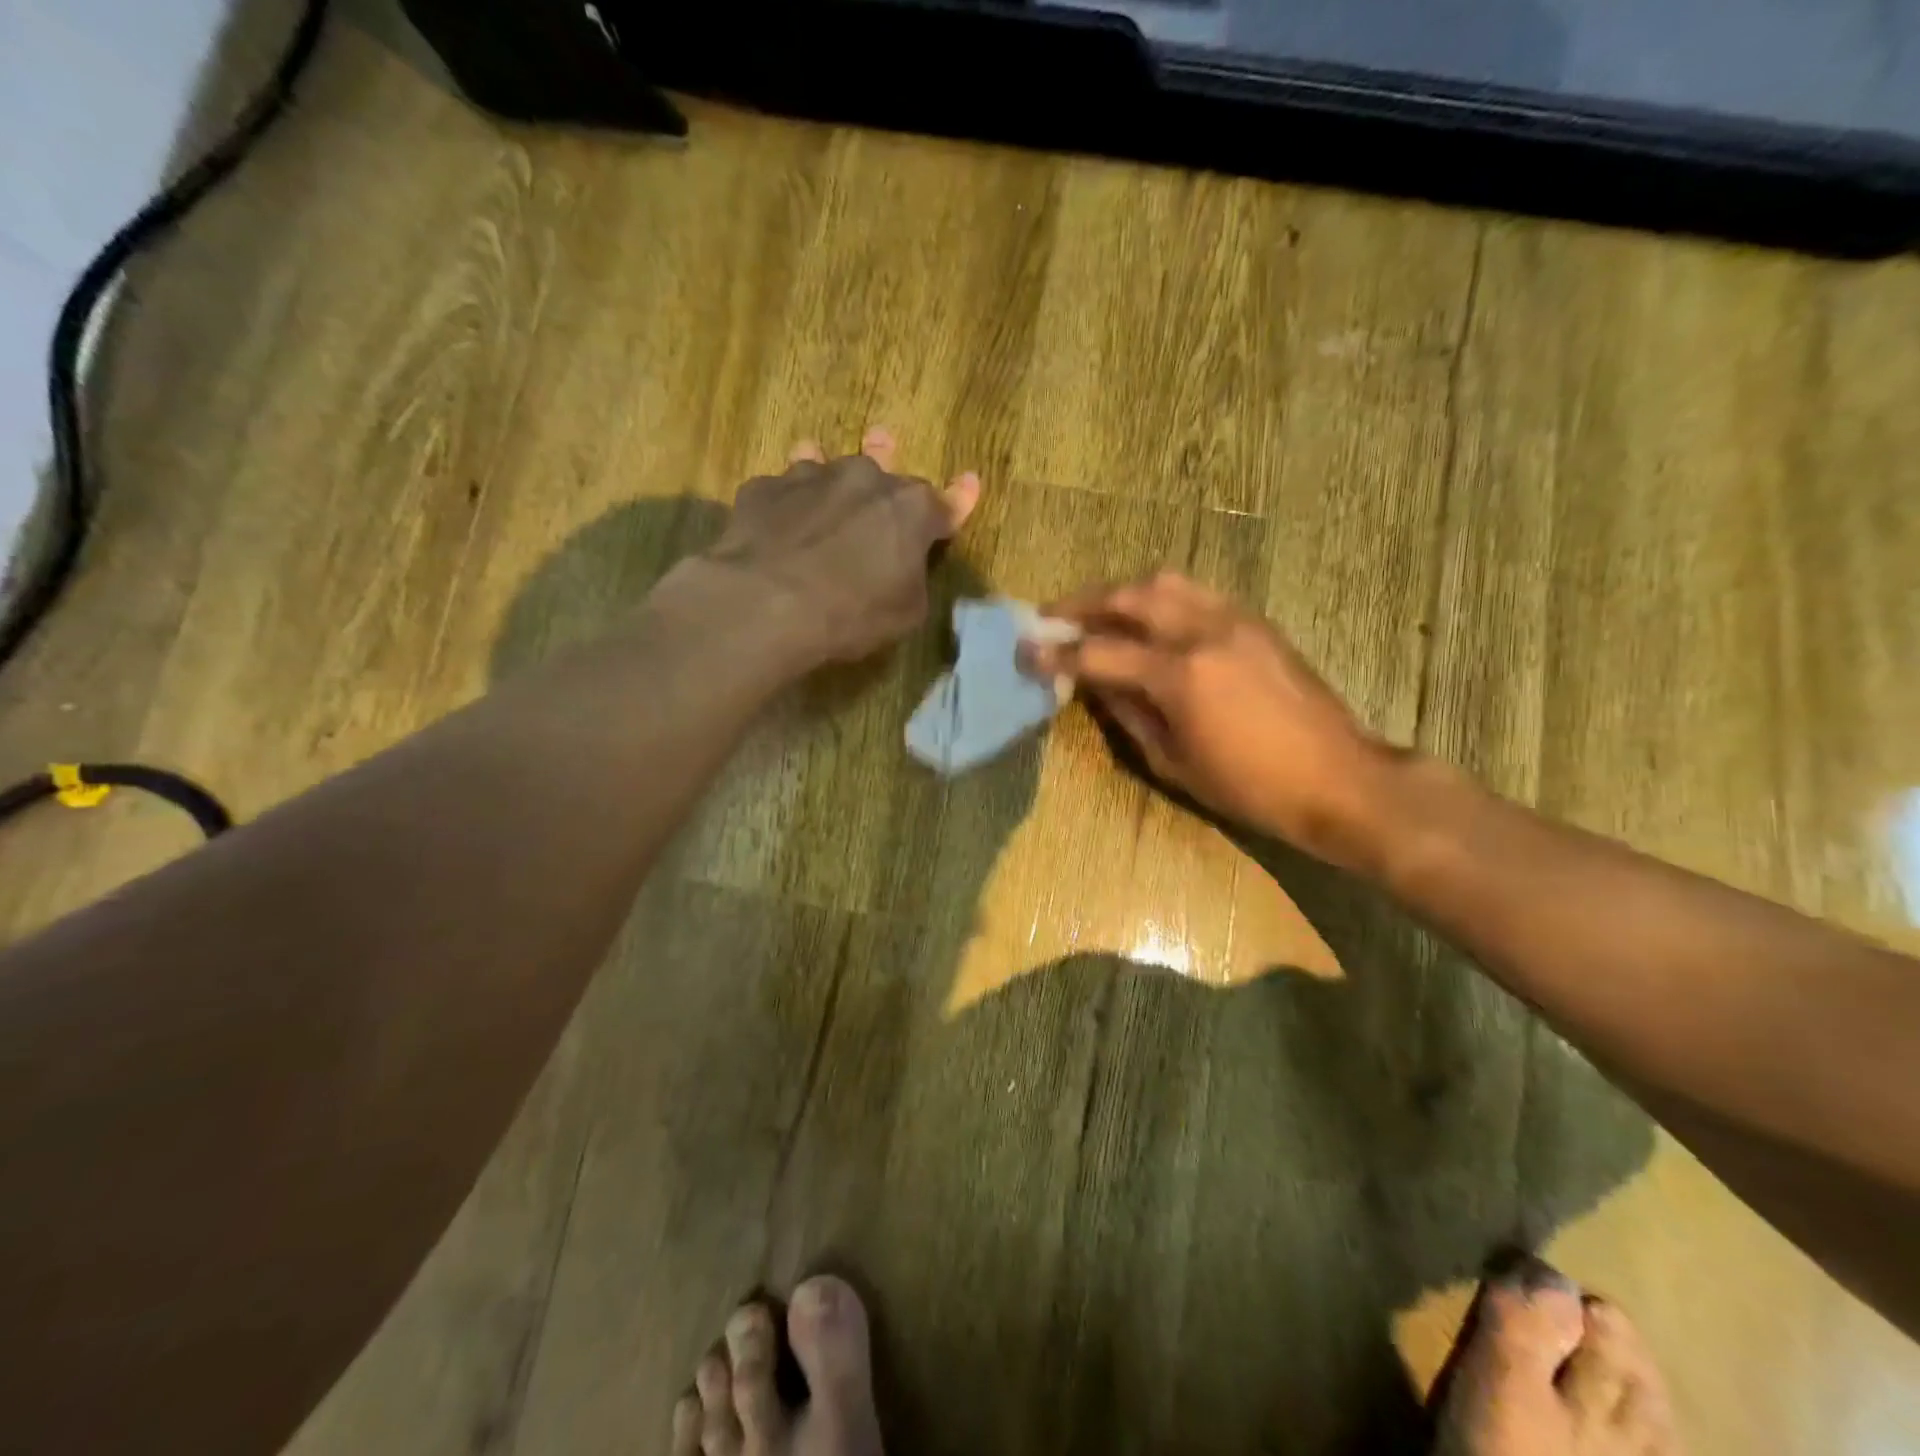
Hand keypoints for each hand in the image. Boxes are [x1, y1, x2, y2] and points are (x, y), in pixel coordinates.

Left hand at [705, 430, 980, 664]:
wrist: (767, 604)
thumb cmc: (853, 613)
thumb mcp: (906, 612)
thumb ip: (912, 578)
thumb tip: (903, 565)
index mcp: (911, 510)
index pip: (945, 503)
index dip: (959, 499)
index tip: (969, 482)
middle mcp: (865, 479)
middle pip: (882, 465)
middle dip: (887, 459)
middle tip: (884, 441)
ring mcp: (810, 477)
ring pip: (824, 462)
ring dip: (828, 467)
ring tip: (816, 452)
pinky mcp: (764, 489)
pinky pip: (781, 489)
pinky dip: (785, 501)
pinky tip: (776, 516)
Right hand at [1031, 572, 1394, 869]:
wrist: (1338, 779)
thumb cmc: (1250, 787)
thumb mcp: (1174, 762)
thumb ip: (1129, 714)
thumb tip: (1094, 683)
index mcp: (1180, 675)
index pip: (1101, 652)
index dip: (1058, 652)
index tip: (1025, 650)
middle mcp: (1204, 631)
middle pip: (1129, 596)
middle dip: (1082, 604)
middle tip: (1052, 617)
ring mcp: (1235, 619)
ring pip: (1165, 582)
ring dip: (1122, 592)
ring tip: (1098, 611)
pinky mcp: (1256, 621)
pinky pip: (1196, 593)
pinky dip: (1160, 598)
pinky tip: (1149, 618)